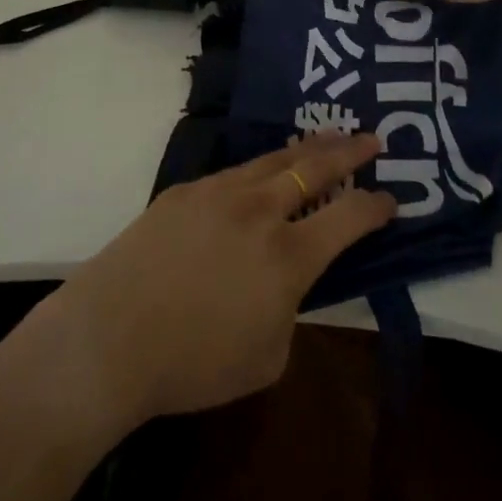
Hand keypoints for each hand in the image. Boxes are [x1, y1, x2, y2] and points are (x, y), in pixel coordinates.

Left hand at [29, 135, 395, 432]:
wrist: (111, 335)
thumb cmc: (193, 363)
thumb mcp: (267, 357)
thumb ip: (289, 310)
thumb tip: (285, 283)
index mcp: (288, 256)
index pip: (347, 218)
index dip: (375, 206)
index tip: (391, 199)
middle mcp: (259, 211)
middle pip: (314, 167)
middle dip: (349, 151)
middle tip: (371, 138)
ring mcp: (219, 192)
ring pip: (273, 159)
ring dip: (306, 148)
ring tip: (326, 138)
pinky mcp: (186, 190)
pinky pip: (233, 173)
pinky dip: (259, 168)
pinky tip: (262, 171)